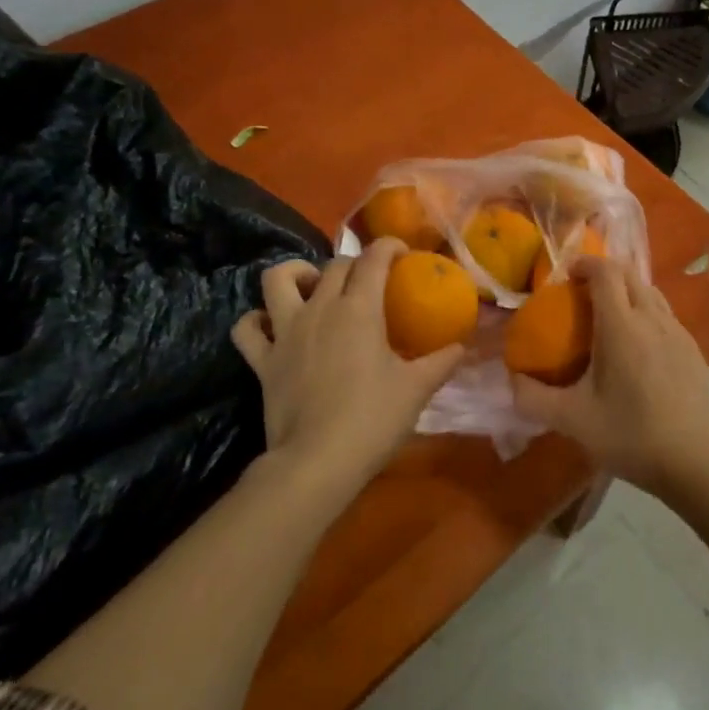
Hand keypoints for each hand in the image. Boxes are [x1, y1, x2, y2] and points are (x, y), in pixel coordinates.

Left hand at [232, 238, 463, 501]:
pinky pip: (248, 328)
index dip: (389, 247)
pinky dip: (257, 320)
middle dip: (355, 264)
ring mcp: (285, 332)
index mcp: (359, 309)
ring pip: (278, 279)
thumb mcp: (418, 389)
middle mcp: (320, 309)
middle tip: (371, 283)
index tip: (403, 254)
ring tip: (314, 287)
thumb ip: (442, 361)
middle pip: (334, 265)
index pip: (373, 258)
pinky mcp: (262, 361)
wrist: (317, 462)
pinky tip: (273, 326)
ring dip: (296, 274)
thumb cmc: (373, 419)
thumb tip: (460, 347)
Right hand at [511, 256, 708, 494]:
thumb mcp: (572, 420)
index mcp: (621, 326)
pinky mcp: (694, 349)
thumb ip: (533, 398)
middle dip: (604, 273)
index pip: (606, 272)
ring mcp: (679, 332)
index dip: (585, 264)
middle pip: (629, 274)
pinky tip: (639, 348)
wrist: (695, 460)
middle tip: (582, 294)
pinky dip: (647, 313)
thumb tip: (512, 380)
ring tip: (609, 317)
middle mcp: (652, 318)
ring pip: (651, 292)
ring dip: (627, 291)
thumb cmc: (630, 435)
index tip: (567, 276)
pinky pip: (666, 315)